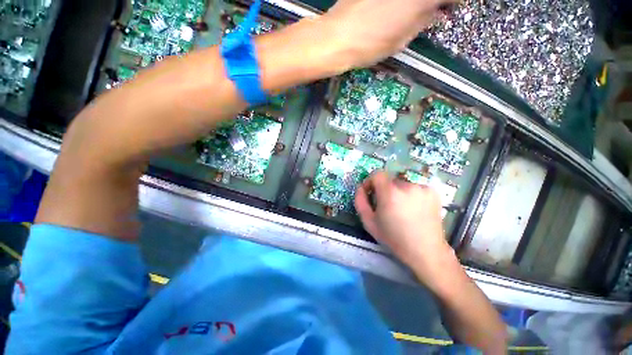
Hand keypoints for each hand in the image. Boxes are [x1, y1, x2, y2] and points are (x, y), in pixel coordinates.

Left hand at [319, 0, 457, 68]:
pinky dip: (401, 2)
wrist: (337, 37)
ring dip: (416, 4)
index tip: (451, 8)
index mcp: (421, 0)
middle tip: (434, 10)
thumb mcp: (402, 40)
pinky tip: (395, 7)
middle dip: (436, 3)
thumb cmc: (370, 45)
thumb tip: (437, 11)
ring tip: (409, 12)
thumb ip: (424, 21)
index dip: (453, 3)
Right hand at [354, 171, 453, 268]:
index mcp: (390, 193)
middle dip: (385, 190)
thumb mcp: (369, 222)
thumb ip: (360, 201)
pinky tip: (414, 209)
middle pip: (389, 180)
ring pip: (402, 184)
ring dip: (398, 193)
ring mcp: (422, 188)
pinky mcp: (433, 192)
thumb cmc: (393, 238)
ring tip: (402, 210)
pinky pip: (415, 188)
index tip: (371, 192)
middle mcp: (407, 186)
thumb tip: (360, 188)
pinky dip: (411, 195)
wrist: (425, 251)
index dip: (371, 181)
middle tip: (387, 206)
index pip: (377, 174)